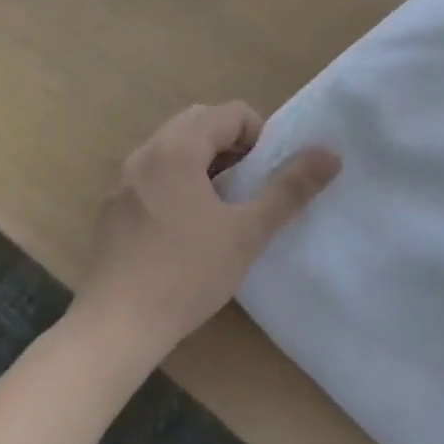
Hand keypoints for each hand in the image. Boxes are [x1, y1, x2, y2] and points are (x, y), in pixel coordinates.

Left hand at [75, 103, 340, 351]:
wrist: (114, 330)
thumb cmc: (186, 274)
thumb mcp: (248, 231)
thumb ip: (290, 188)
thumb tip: (330, 154)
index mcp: (178, 149)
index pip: (231, 113)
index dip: (259, 136)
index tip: (266, 175)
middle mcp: (146, 152)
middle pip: (200, 122)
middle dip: (232, 143)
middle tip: (249, 185)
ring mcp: (124, 180)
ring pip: (174, 146)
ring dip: (206, 160)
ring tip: (222, 205)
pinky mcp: (112, 207)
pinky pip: (154, 172)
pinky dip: (179, 179)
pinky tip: (186, 227)